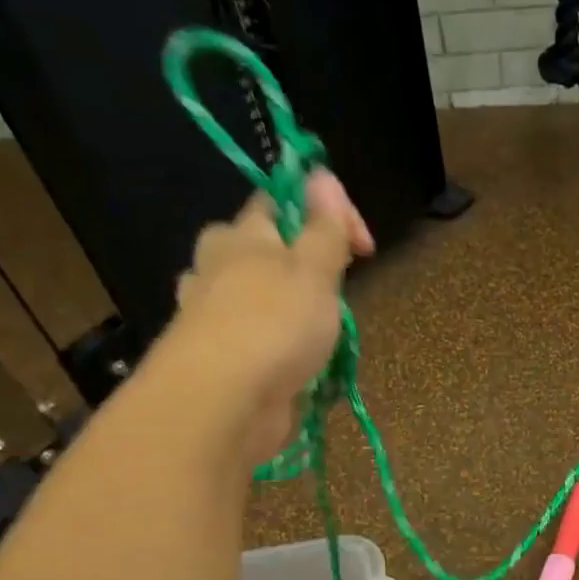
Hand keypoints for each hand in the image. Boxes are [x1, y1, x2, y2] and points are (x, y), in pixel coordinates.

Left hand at [169, 170, 373, 467]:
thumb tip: (322, 174)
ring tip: (317, 332)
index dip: (326, 212)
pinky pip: (254, 339)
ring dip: (287, 308)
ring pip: (256, 297)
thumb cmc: (274, 325)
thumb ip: (323, 226)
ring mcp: (213, 315)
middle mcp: (218, 267)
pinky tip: (294, 364)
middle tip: (336, 293)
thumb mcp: (314, 269)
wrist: (224, 405)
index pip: (281, 200)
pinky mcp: (218, 359)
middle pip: (265, 249)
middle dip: (304, 265)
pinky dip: (275, 346)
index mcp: (241, 235)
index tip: (365, 247)